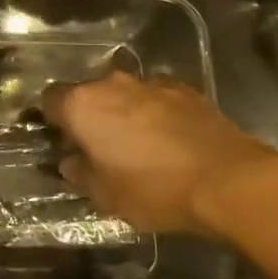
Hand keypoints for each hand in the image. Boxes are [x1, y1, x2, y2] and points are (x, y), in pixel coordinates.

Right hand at [42, 71, 277, 236]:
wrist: (228, 179)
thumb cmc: (154, 190)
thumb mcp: (105, 195)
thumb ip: (79, 173)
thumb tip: (71, 161)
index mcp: (82, 105)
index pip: (49, 100)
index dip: (52, 121)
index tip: (62, 142)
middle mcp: (111, 84)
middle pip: (88, 94)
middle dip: (90, 116)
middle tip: (100, 147)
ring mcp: (150, 82)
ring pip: (124, 94)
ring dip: (123, 112)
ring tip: (139, 145)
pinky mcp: (185, 88)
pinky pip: (156, 97)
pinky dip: (155, 113)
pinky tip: (169, 140)